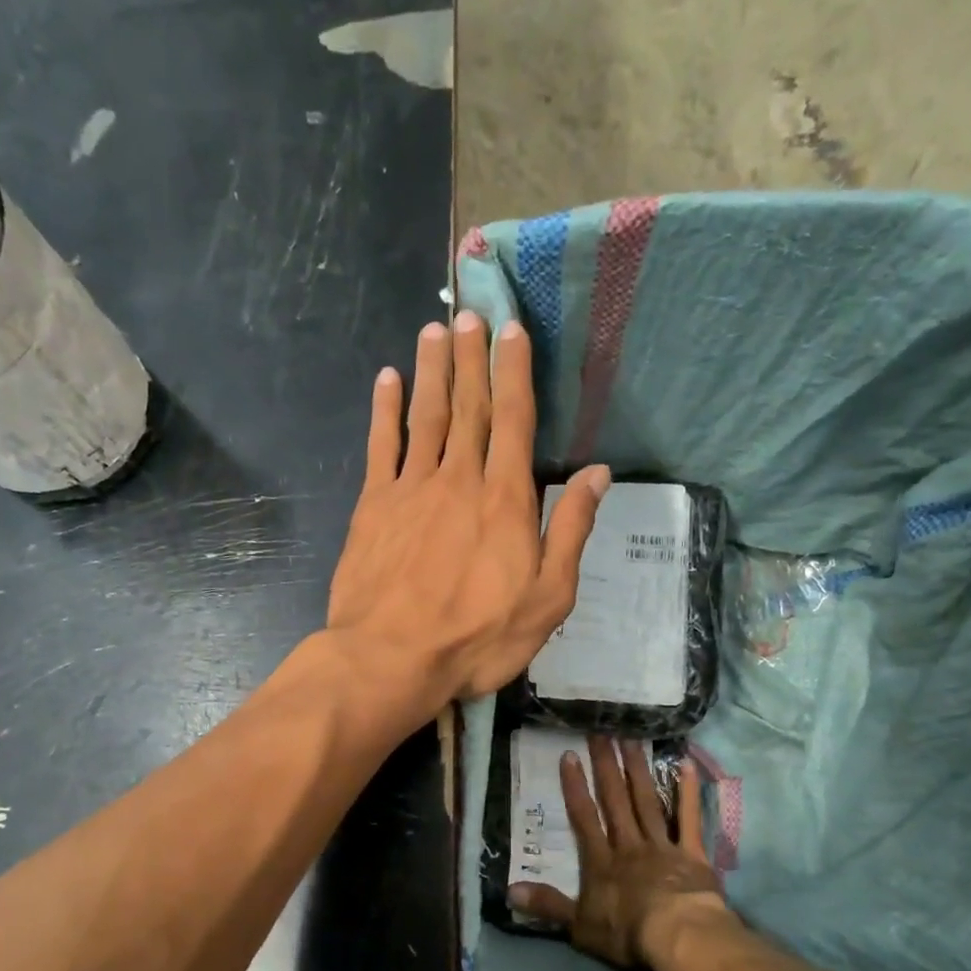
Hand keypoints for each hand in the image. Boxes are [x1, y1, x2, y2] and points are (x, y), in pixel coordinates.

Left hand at [326, 313, 610, 706]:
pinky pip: (380, 446)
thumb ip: (571, 531)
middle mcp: (458, 479)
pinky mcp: (372, 507)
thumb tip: (598, 475)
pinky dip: (385, 410)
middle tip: (471, 312)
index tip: (513, 330)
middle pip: (468, 407)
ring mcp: (410, 489)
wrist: (391, 658)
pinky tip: (387, 380)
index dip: (514, 373)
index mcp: (505, 499)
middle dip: (472, 357)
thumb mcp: (547, 597)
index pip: (513, 420)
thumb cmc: (477, 636)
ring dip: (432, 370)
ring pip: (425, 416)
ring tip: (435, 329)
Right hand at [507, 735, 735, 970]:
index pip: (584, 818)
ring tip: (632, 738)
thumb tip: (509, 891)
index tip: (569, 755)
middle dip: (606, 766)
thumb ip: (547, 905)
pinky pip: (689, 818)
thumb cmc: (626, 933)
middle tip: (601, 731)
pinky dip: (687, 792)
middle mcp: (629, 845)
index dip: (575, 787)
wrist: (677, 936)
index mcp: (601, 861)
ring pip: (646, 801)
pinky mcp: (691, 853)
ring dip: (638, 769)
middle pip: (615, 800)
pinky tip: (686, 764)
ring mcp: (661, 845)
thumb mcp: (579, 926)